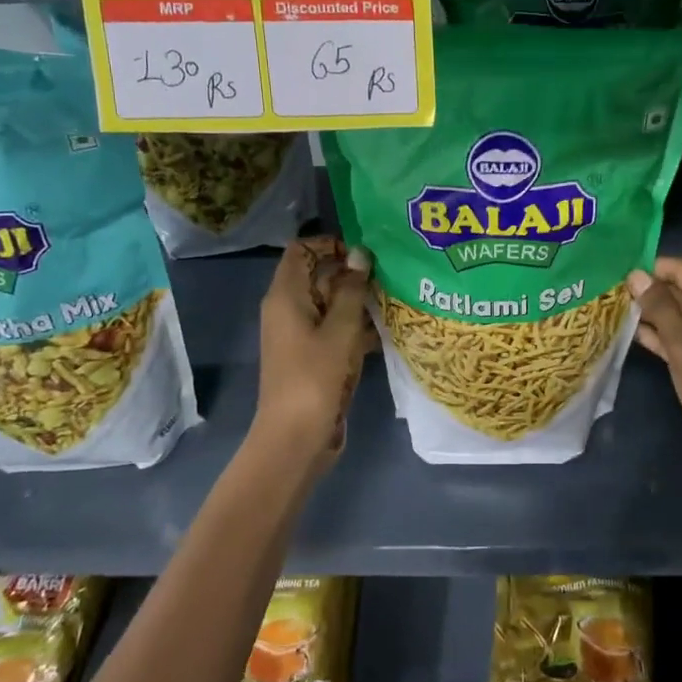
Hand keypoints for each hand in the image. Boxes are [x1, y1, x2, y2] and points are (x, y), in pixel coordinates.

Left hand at [255, 238, 374, 466]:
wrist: (296, 438)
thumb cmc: (315, 378)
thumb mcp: (339, 330)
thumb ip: (351, 290)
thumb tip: (360, 254)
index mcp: (286, 296)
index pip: (301, 250)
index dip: (330, 243)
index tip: (364, 252)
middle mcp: (289, 309)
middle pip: (318, 274)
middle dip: (352, 272)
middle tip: (390, 273)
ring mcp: (301, 334)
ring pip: (331, 303)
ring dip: (359, 301)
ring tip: (395, 297)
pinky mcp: (314, 356)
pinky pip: (335, 329)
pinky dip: (356, 326)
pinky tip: (387, 330)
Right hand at [628, 257, 681, 510]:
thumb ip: (660, 308)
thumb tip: (636, 275)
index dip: (653, 268)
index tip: (618, 270)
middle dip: (650, 291)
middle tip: (610, 289)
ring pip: (681, 316)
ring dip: (652, 313)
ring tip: (614, 307)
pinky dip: (662, 335)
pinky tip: (631, 331)